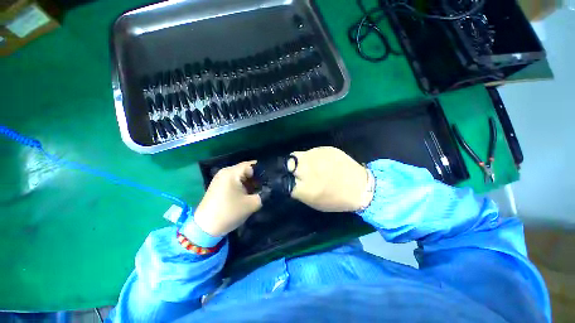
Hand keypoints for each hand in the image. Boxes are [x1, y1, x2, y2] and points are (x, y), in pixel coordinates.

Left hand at [193, 161, 261, 236]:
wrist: (205, 228)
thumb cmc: (229, 212)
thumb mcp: (251, 204)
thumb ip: (264, 194)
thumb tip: (268, 189)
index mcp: (232, 173)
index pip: (251, 165)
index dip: (262, 171)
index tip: (269, 179)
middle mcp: (225, 172)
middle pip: (245, 169)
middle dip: (256, 177)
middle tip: (265, 186)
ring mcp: (220, 178)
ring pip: (240, 175)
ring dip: (249, 182)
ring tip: (257, 190)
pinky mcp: (218, 185)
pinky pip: (234, 180)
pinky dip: (242, 185)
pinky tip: (246, 193)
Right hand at [290, 147, 372, 211]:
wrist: (360, 187)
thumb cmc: (336, 200)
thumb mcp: (314, 202)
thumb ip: (299, 190)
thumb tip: (290, 181)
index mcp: (305, 187)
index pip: (283, 179)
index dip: (282, 178)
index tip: (285, 179)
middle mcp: (309, 169)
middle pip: (288, 162)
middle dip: (288, 166)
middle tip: (293, 170)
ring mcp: (317, 156)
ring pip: (297, 154)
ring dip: (299, 160)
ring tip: (306, 165)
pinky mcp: (325, 149)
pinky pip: (310, 151)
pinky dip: (310, 157)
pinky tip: (318, 161)